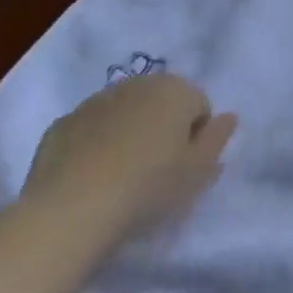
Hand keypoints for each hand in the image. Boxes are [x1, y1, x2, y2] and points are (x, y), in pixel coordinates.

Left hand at [21, 73, 236, 242]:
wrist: (70, 209)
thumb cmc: (147, 188)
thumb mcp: (198, 173)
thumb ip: (218, 140)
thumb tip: (229, 116)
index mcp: (176, 90)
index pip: (200, 107)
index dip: (196, 140)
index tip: (183, 170)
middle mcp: (139, 83)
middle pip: (161, 104)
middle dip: (162, 129)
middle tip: (155, 173)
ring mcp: (97, 100)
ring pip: (125, 113)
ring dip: (128, 134)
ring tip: (120, 178)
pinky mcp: (64, 122)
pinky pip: (90, 130)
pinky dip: (94, 145)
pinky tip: (89, 178)